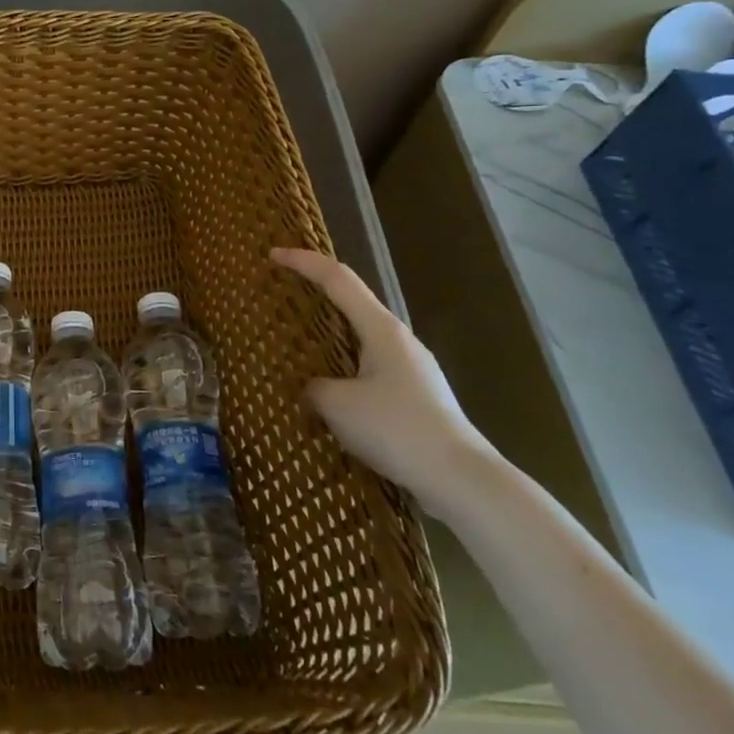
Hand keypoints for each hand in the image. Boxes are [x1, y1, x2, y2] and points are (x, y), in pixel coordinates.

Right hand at [271, 247, 498, 516]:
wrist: (461, 479)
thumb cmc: (396, 428)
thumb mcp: (337, 404)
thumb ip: (313, 387)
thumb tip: (311, 389)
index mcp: (380, 328)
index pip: (337, 279)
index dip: (303, 262)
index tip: (273, 254)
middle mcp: (398, 339)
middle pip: (351, 302)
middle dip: (316, 293)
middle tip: (282, 295)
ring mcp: (410, 368)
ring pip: (360, 338)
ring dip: (329, 334)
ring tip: (297, 345)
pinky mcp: (414, 396)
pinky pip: (368, 367)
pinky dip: (342, 366)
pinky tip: (328, 390)